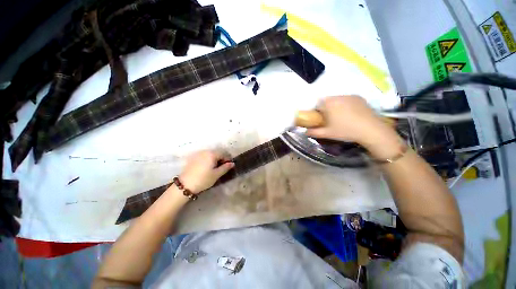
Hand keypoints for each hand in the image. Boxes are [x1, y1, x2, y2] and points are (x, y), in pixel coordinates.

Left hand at [179, 150, 233, 193]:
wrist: (185, 185)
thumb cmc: (203, 179)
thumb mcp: (216, 174)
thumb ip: (225, 167)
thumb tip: (232, 163)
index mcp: (212, 154)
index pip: (224, 154)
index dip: (228, 159)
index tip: (229, 166)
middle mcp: (205, 151)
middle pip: (217, 153)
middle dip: (221, 159)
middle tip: (222, 167)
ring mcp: (198, 154)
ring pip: (210, 154)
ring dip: (214, 159)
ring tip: (215, 168)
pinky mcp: (193, 158)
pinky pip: (204, 156)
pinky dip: (208, 160)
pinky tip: (207, 167)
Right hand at [305, 96, 402, 158]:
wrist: (371, 130)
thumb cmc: (345, 131)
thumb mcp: (327, 134)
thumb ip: (313, 132)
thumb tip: (304, 132)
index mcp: (328, 104)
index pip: (317, 104)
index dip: (317, 112)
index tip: (320, 119)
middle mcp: (338, 96)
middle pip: (327, 101)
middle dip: (326, 108)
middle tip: (330, 119)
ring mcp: (349, 96)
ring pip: (337, 99)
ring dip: (335, 106)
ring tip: (341, 117)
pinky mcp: (359, 97)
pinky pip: (347, 99)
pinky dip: (345, 104)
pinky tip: (350, 114)